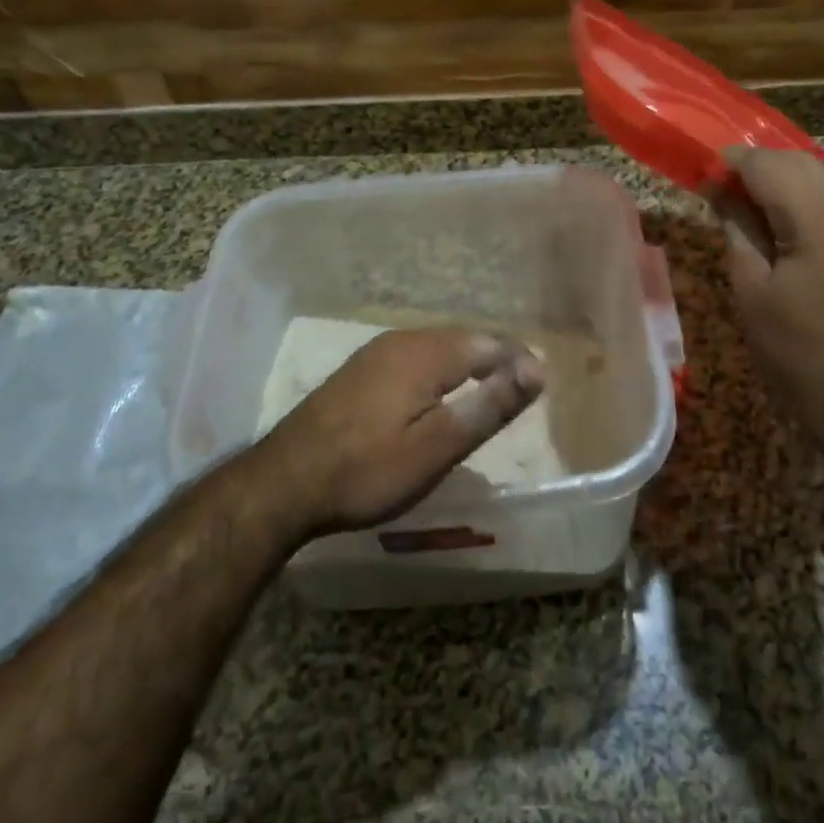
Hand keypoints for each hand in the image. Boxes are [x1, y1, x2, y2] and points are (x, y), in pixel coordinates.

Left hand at [242, 328, 544, 540]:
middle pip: (464, 339)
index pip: (490, 343)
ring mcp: (376, 352)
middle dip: (497, 357)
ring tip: (489, 388)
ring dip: (469, 362)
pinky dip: (440, 370)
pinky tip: (438, 392)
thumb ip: (488, 405)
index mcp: (426, 352)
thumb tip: (535, 370)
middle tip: (521, 387)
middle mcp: (403, 340)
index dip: (519, 361)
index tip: (541, 386)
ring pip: (438, 346)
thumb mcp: (437, 446)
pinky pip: (415, 357)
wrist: (283, 483)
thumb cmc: (367, 470)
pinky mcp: (359, 370)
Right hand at [711, 146, 823, 454]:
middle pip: (803, 161)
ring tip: (762, 201)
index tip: (708, 173)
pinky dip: (820, 190)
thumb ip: (737, 227)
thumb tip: (719, 188)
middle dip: (762, 166)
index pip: (772, 166)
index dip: (735, 164)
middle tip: (728, 188)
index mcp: (822, 223)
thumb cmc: (794, 347)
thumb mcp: (751, 288)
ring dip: (793, 175)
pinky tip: (799, 216)